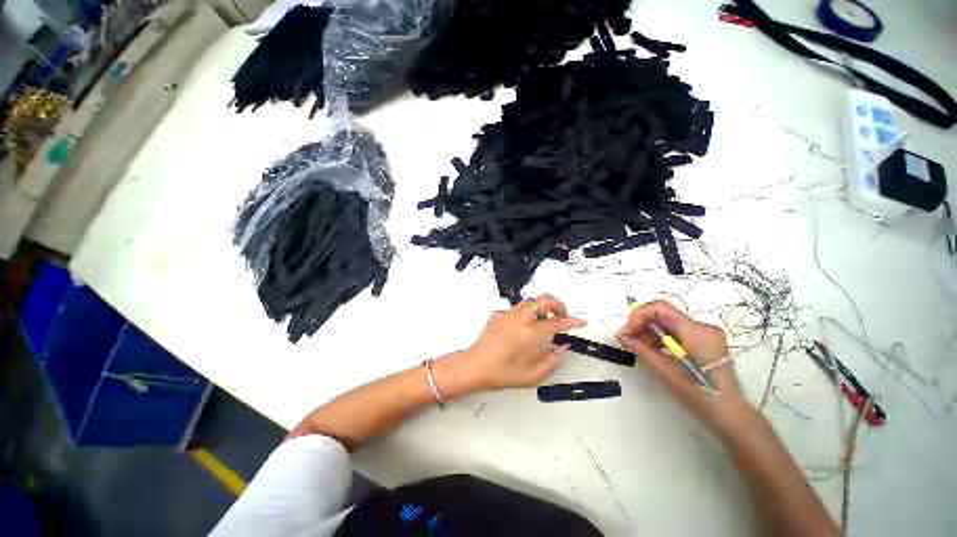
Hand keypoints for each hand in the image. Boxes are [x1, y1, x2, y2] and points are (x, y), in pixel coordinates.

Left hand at [437, 295, 585, 395]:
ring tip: (543, 321)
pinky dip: (525, 313)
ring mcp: (507, 315)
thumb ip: (552, 360)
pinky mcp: (498, 314)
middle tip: (561, 315)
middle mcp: (520, 320)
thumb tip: (562, 348)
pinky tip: (523, 327)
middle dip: (557, 304)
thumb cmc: (501, 373)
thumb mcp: (533, 375)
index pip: (557, 323)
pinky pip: (516, 308)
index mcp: (531, 335)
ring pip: (530, 301)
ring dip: (541, 307)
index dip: (571, 321)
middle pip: (543, 300)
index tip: (579, 321)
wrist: (475, 367)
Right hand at [617, 300, 758, 436]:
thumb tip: (622, 336)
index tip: (627, 331)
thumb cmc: (698, 393)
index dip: (638, 315)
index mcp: (696, 331)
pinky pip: (677, 333)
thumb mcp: (665, 370)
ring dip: (650, 331)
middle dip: (642, 323)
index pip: (660, 308)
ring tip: (636, 344)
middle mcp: (702, 327)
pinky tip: (650, 348)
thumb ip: (641, 349)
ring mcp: (705, 335)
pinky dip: (661, 338)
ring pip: (669, 323)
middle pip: (664, 314)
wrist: (729, 414)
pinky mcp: (705, 343)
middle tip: (627, 338)